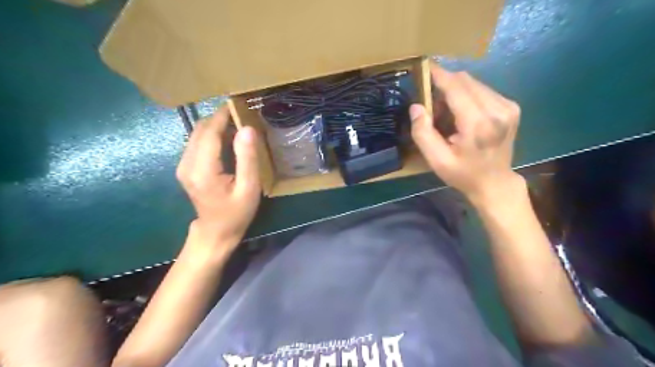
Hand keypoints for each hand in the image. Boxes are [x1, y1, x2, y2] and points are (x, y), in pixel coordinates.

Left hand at [179, 104, 262, 256]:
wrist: (216, 231)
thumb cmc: (236, 213)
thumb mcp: (249, 189)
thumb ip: (247, 159)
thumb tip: (247, 129)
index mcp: (202, 170)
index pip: (209, 132)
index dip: (223, 116)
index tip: (238, 104)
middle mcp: (187, 164)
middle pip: (200, 129)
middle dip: (219, 118)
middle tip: (242, 114)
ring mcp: (183, 165)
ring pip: (197, 134)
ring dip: (215, 125)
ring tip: (237, 124)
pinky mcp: (185, 167)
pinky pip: (197, 142)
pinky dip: (212, 135)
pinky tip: (227, 139)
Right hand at [407, 62, 521, 207]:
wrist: (494, 182)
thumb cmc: (463, 174)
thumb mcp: (437, 160)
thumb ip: (423, 133)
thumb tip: (416, 106)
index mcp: (478, 124)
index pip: (456, 86)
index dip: (438, 75)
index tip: (423, 67)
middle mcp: (498, 109)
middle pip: (465, 80)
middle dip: (444, 84)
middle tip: (431, 103)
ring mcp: (508, 106)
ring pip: (473, 83)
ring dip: (455, 90)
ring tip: (445, 112)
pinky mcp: (511, 106)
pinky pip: (482, 90)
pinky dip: (467, 95)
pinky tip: (461, 113)